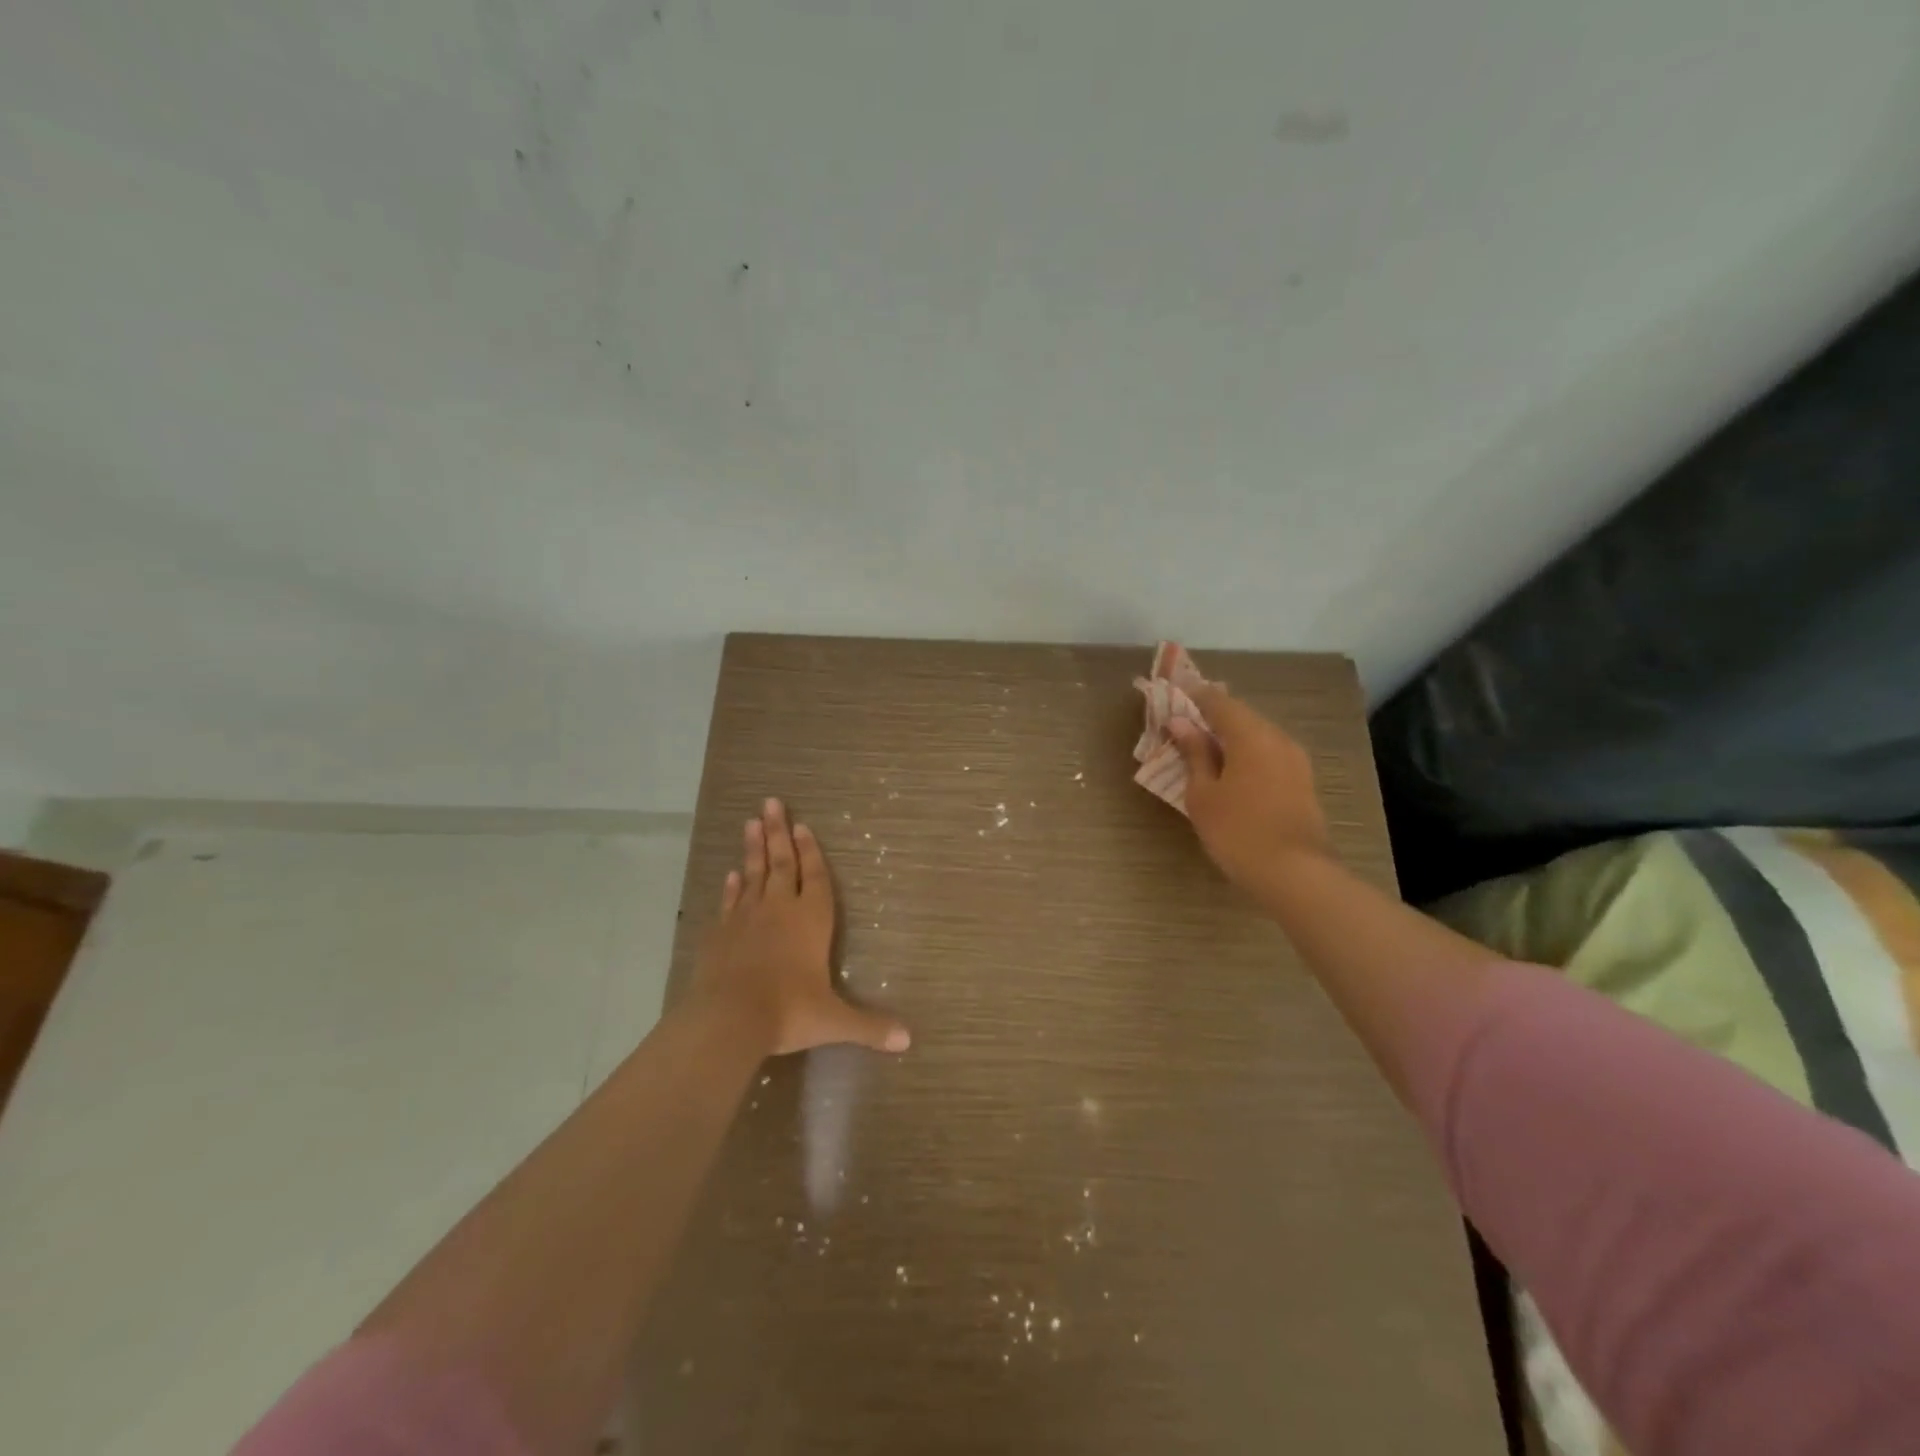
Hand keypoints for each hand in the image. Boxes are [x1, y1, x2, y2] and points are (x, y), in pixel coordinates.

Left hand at [688, 797, 910, 1058]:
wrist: (728, 1018)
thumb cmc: (788, 1011)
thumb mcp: (833, 1021)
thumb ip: (869, 1026)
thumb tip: (908, 1041)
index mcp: (811, 921)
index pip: (815, 877)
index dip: (811, 852)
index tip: (802, 826)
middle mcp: (779, 909)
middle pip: (781, 863)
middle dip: (778, 833)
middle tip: (771, 802)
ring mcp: (746, 918)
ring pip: (752, 874)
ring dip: (753, 848)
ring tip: (751, 822)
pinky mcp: (720, 933)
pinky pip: (730, 901)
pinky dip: (732, 887)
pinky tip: (732, 875)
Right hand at [1168, 684, 1332, 894]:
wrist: (1295, 873)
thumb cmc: (1237, 831)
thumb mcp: (1203, 793)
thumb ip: (1193, 754)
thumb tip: (1181, 723)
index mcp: (1250, 734)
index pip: (1217, 701)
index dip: (1192, 697)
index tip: (1171, 698)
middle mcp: (1277, 738)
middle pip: (1240, 716)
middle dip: (1210, 718)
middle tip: (1182, 727)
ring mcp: (1295, 760)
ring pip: (1256, 736)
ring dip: (1229, 738)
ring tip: (1202, 751)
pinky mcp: (1302, 781)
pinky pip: (1268, 754)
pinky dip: (1246, 754)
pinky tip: (1229, 772)